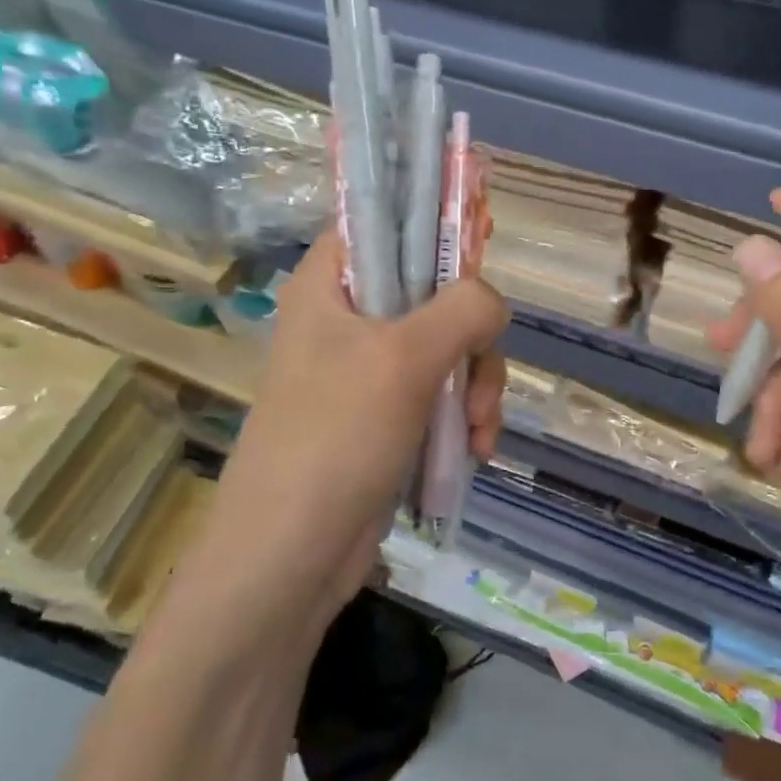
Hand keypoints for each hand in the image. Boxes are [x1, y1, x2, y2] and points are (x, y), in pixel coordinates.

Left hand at [170, 233, 508, 648]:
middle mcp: (347, 317)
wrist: (290, 558)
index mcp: (330, 283)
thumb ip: (462, 309)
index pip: (386, 222)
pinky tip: (475, 451)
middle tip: (481, 376)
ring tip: (479, 432)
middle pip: (434, 291)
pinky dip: (465, 417)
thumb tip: (490, 302)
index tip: (482, 239)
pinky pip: (442, 394)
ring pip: (448, 347)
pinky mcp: (386, 415)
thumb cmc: (335, 438)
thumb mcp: (405, 359)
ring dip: (476, 387)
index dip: (436, 224)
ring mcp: (368, 370)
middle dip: (472, 338)